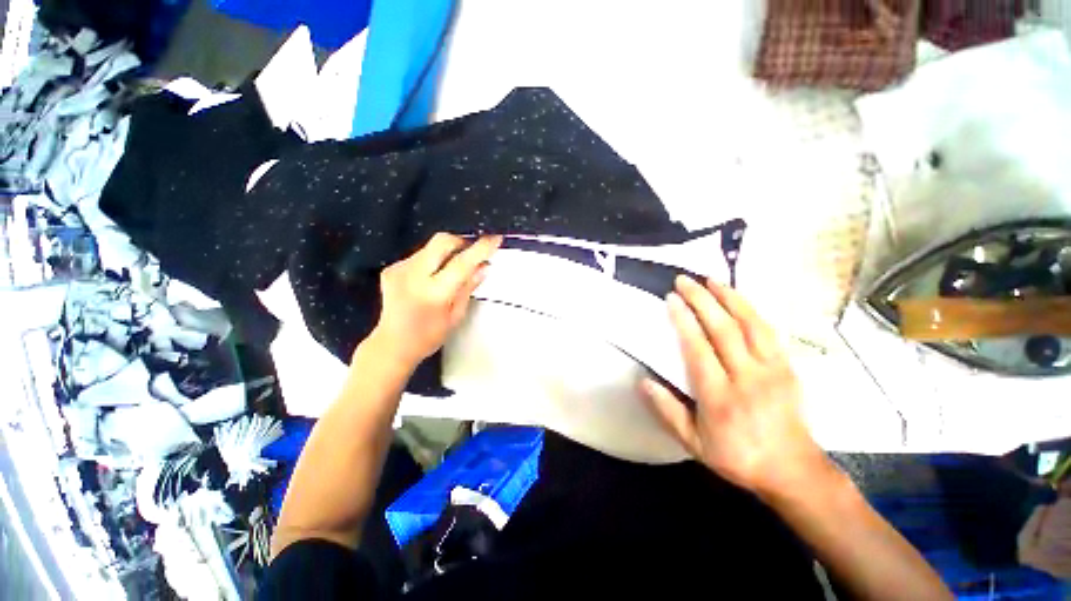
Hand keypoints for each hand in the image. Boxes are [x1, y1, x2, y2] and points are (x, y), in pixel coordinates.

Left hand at [370, 233, 501, 368]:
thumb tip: (483, 267)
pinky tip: (434, 276)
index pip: (462, 263)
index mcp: (433, 293)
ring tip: (453, 269)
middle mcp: (413, 276)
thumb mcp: (456, 316)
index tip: (495, 239)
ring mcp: (399, 269)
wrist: (391, 345)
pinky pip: (419, 255)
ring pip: (430, 247)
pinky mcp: (392, 268)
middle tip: (473, 252)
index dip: (481, 248)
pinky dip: (433, 260)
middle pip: (442, 242)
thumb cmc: (428, 336)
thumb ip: (468, 287)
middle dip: (462, 241)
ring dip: (448, 252)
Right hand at [640, 276, 829, 497]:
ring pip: (751, 325)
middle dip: (702, 300)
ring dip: (730, 298)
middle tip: (685, 280)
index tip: (671, 299)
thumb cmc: (737, 456)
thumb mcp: (694, 443)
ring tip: (712, 280)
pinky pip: (769, 332)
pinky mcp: (787, 367)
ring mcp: (772, 370)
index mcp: (720, 397)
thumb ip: (667, 411)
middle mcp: (747, 378)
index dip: (684, 320)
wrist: (792, 471)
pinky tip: (740, 299)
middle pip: (724, 329)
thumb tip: (643, 382)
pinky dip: (752, 311)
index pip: (698, 349)